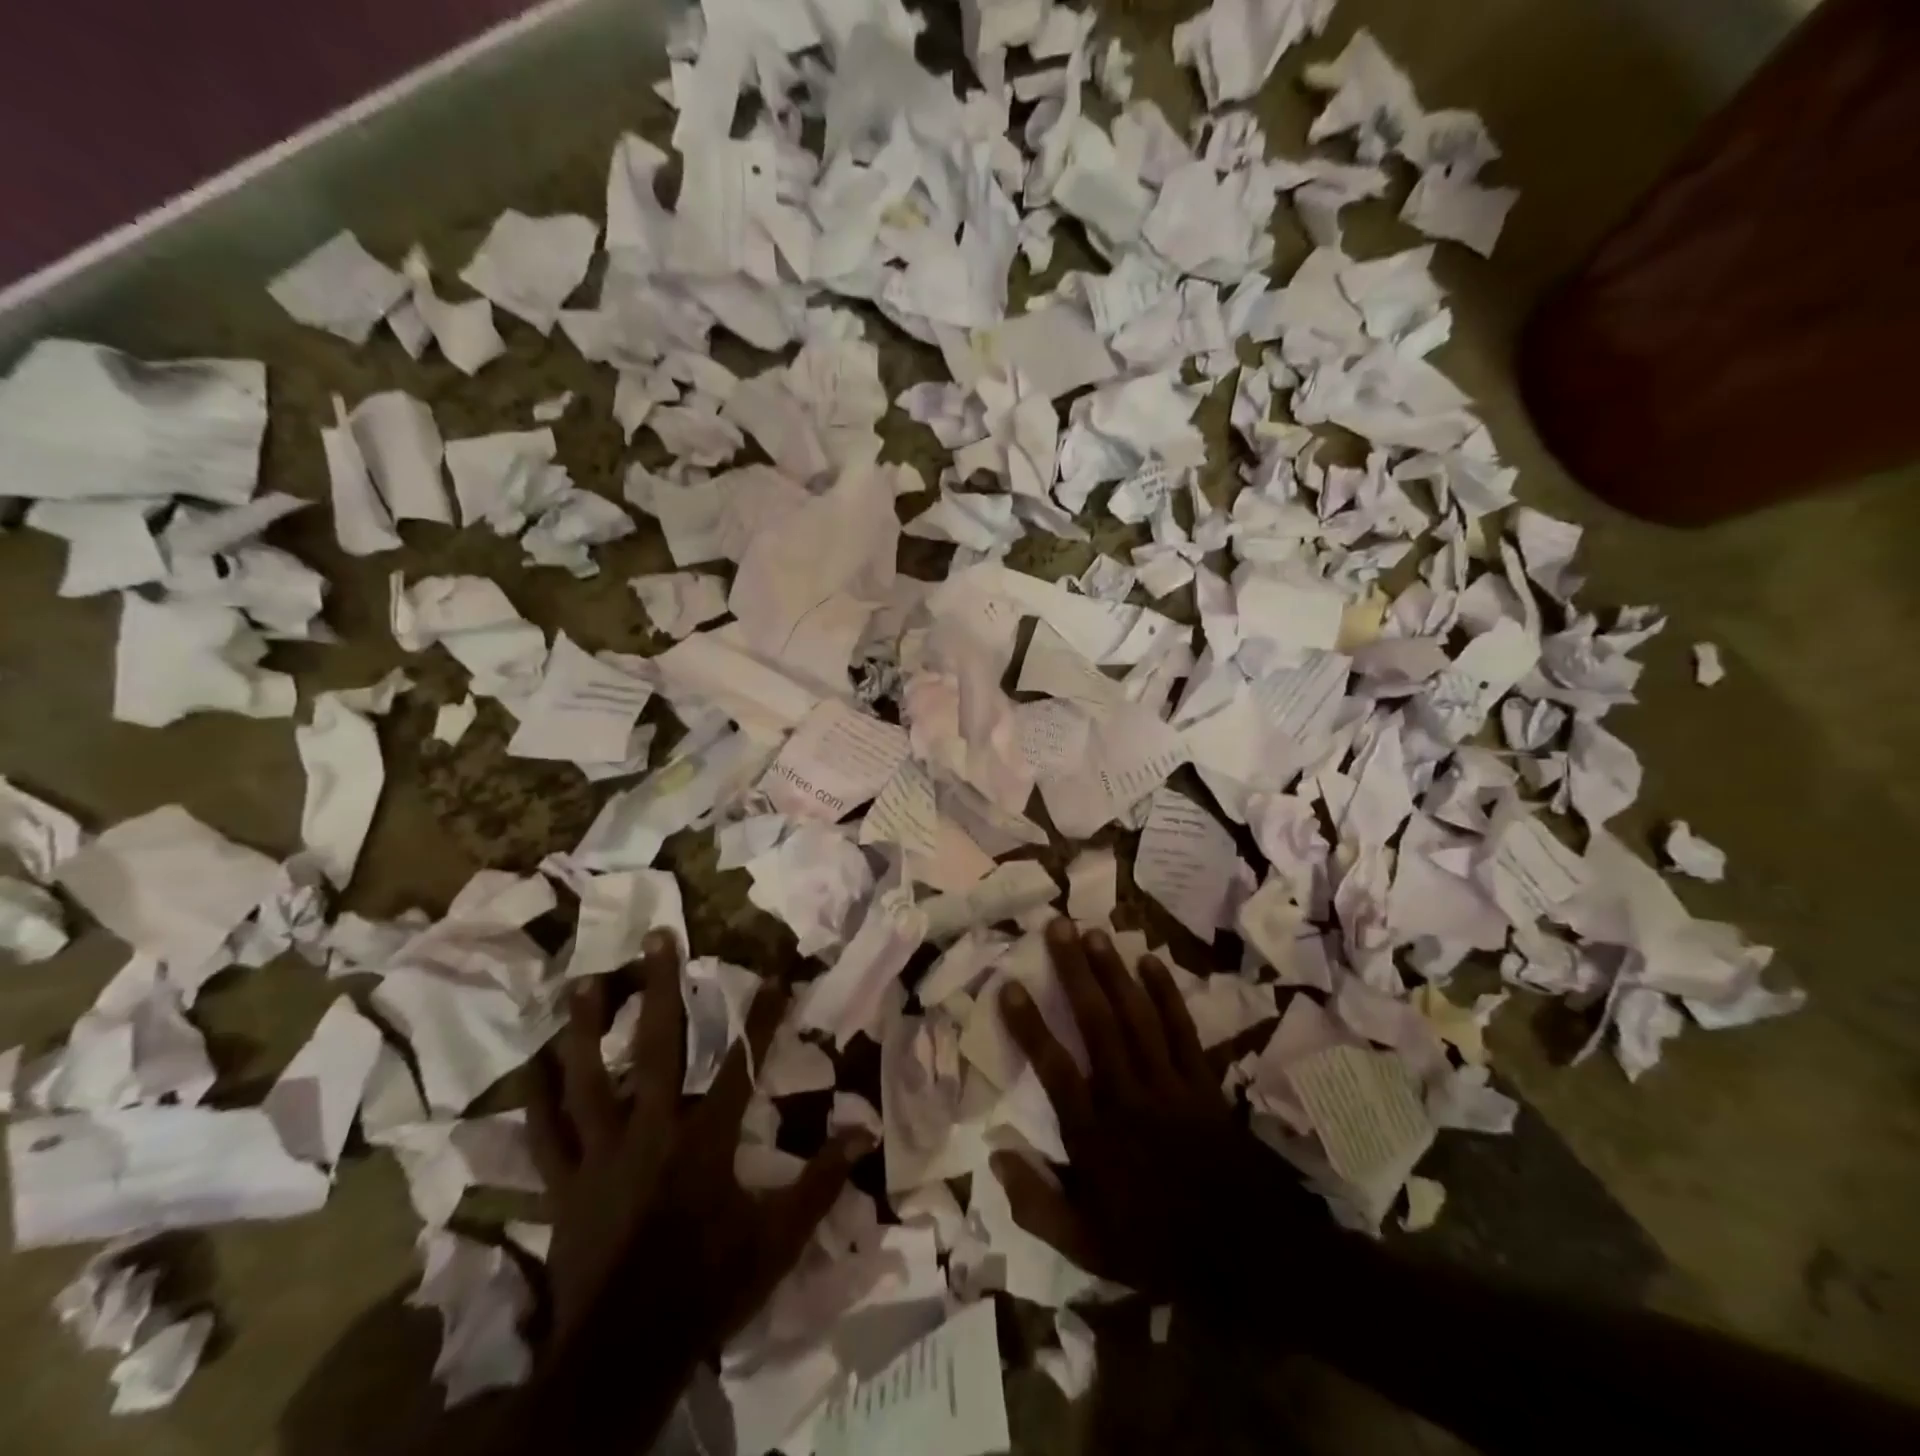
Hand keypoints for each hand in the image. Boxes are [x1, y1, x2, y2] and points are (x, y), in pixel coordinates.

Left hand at [527, 931, 870, 1378]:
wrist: (625, 1357)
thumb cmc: (708, 1287)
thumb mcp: (778, 1239)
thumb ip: (820, 1182)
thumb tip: (864, 1133)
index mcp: (703, 1141)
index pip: (741, 1064)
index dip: (761, 1016)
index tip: (774, 972)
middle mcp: (650, 1132)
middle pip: (656, 1049)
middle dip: (659, 989)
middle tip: (657, 938)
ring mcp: (599, 1156)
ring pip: (588, 1081)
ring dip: (585, 1029)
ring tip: (582, 983)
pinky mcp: (564, 1187)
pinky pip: (543, 1137)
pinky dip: (535, 1101)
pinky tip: (530, 1067)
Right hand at [993, 917, 1328, 1312]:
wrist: (1250, 1256)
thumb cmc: (1159, 1247)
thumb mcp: (1088, 1248)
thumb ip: (1038, 1206)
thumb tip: (995, 1158)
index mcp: (1096, 1136)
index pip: (1055, 1069)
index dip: (1030, 1025)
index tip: (1009, 985)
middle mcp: (1129, 1097)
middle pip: (1096, 1024)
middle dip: (1074, 972)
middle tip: (1057, 927)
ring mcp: (1169, 1085)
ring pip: (1136, 1017)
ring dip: (1114, 971)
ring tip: (1093, 932)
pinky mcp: (1202, 1081)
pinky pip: (1182, 1029)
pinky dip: (1166, 994)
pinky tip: (1149, 961)